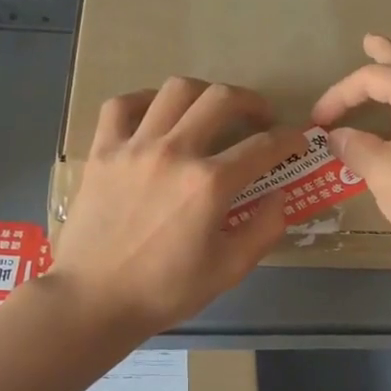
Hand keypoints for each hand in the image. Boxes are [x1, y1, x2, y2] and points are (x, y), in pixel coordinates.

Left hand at [50, 77, 300, 335]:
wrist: (94, 300)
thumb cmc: (165, 291)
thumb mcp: (229, 270)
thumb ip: (264, 229)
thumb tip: (280, 195)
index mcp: (210, 184)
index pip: (263, 146)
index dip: (288, 139)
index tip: (296, 140)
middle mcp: (175, 152)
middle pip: (221, 99)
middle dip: (250, 102)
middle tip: (258, 118)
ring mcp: (135, 146)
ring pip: (175, 90)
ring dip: (203, 93)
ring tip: (210, 110)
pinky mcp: (103, 151)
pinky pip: (122, 105)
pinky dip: (144, 100)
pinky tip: (156, 113)